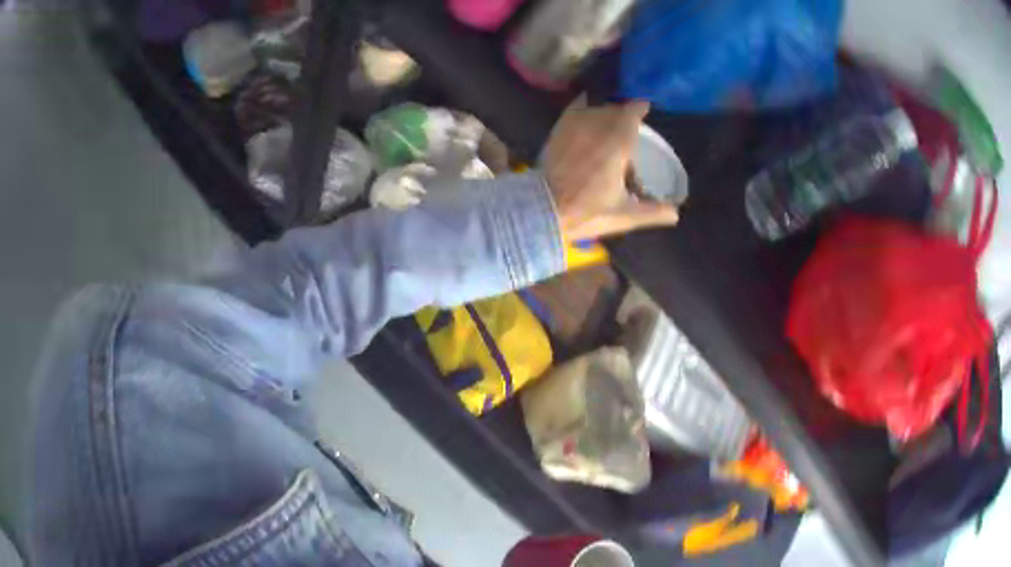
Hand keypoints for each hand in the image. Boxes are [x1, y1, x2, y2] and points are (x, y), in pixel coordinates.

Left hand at [544, 96, 678, 241]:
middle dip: (623, 114)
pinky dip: (583, 109)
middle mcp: (596, 129)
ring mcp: (574, 128)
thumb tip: (676, 214)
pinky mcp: (558, 132)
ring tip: (609, 122)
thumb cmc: (586, 212)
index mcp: (616, 146)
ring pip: (594, 109)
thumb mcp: (624, 216)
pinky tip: (587, 116)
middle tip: (630, 123)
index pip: (631, 114)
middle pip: (614, 110)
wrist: (543, 211)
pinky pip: (574, 111)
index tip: (645, 108)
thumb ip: (653, 212)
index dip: (639, 108)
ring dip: (604, 112)